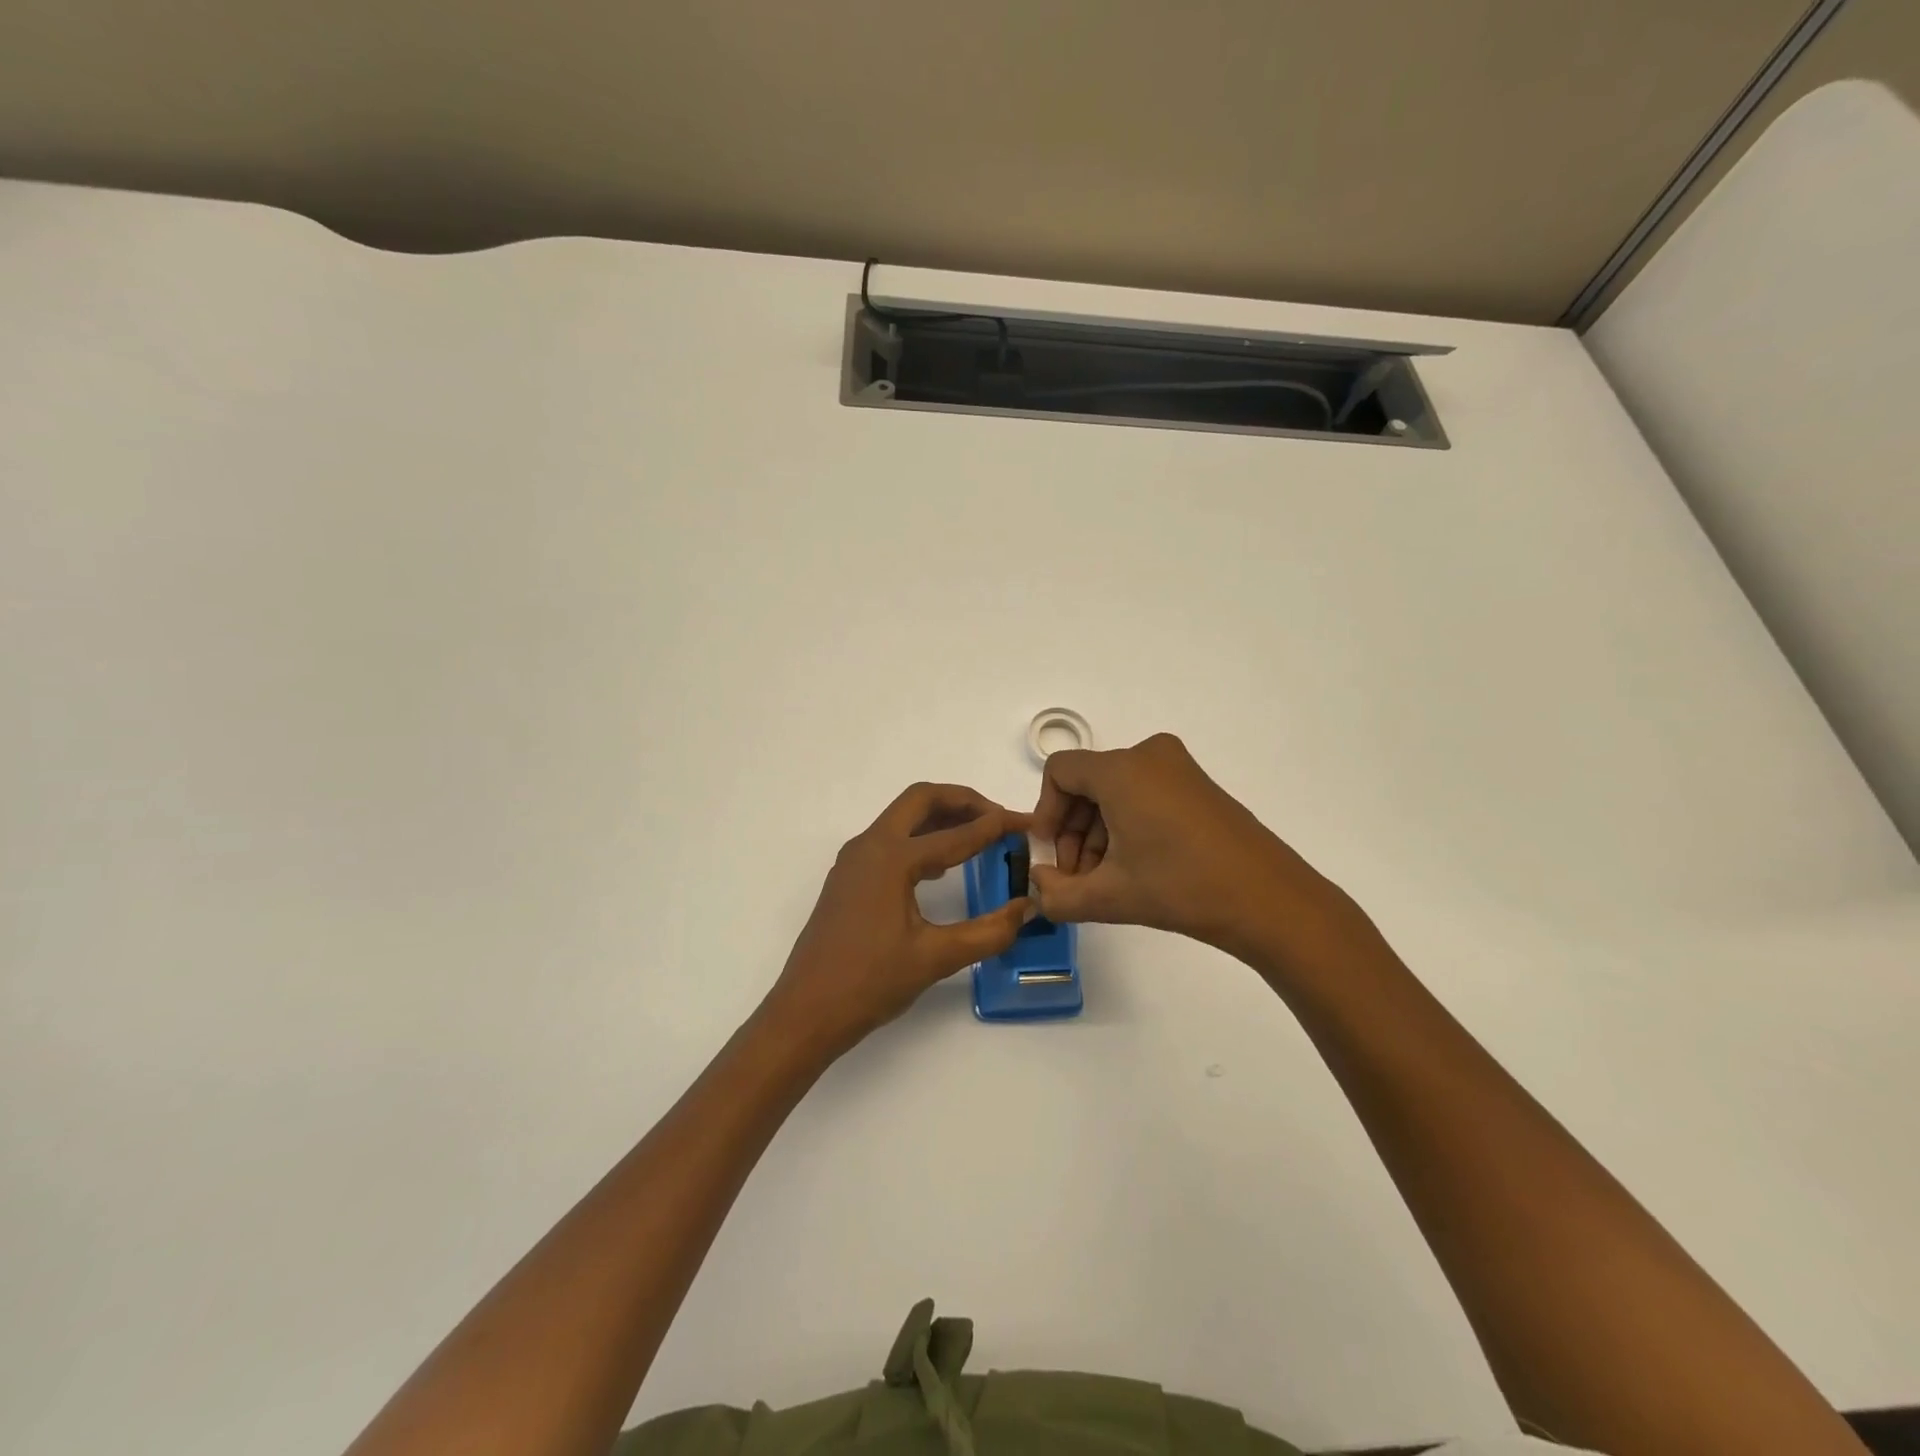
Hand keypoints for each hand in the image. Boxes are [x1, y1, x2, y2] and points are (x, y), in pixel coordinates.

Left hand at [763, 782, 1031, 1058]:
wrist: (805, 1013)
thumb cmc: (869, 983)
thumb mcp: (935, 958)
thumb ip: (988, 932)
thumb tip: (1027, 908)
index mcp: (891, 858)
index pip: (956, 834)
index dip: (996, 827)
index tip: (1027, 823)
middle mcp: (869, 846)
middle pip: (921, 801)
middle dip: (963, 801)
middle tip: (999, 818)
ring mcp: (854, 860)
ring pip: (902, 818)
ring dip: (940, 817)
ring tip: (979, 834)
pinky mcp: (849, 878)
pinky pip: (890, 840)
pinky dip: (921, 838)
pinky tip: (943, 865)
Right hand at [1029, 734, 1380, 973]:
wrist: (1268, 900)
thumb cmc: (1181, 888)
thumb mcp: (1109, 897)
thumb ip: (1057, 894)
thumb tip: (1036, 886)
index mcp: (1121, 769)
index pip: (1059, 772)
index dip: (1045, 812)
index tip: (1050, 855)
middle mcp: (1148, 755)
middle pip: (1087, 782)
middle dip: (1073, 830)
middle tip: (1076, 877)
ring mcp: (1178, 767)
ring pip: (1115, 791)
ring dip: (1099, 833)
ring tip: (1104, 881)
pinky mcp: (1198, 785)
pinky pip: (1143, 793)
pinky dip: (1127, 825)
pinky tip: (1134, 868)